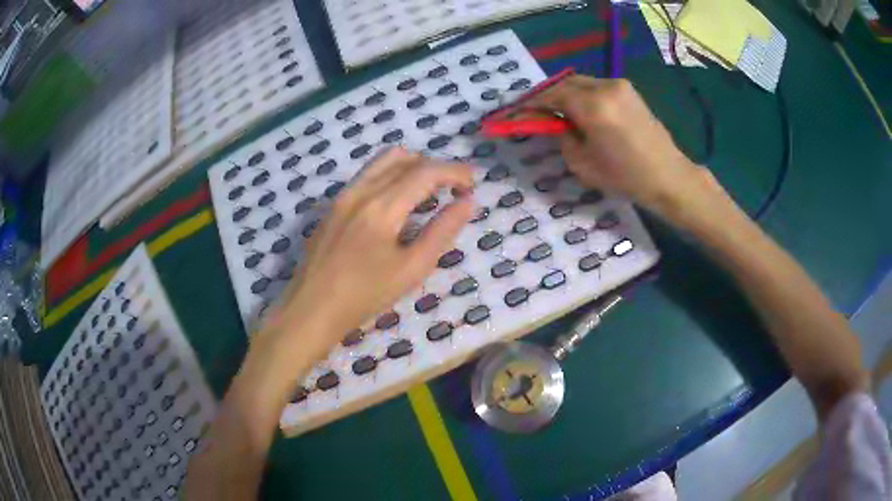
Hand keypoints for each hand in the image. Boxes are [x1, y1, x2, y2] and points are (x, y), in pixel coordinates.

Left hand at [262, 148, 473, 357]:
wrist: (310, 309)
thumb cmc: (364, 296)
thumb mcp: (411, 269)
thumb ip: (442, 231)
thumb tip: (467, 203)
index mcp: (382, 206)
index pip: (426, 171)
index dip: (455, 172)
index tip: (473, 184)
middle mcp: (361, 190)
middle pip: (404, 158)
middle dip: (435, 167)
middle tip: (454, 190)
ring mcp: (342, 195)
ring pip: (383, 162)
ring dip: (411, 168)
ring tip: (428, 193)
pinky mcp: (333, 205)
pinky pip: (368, 176)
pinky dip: (391, 178)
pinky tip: (397, 205)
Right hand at [526, 76, 714, 218]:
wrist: (669, 176)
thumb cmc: (626, 177)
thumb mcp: (583, 164)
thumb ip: (564, 138)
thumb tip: (558, 124)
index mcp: (593, 106)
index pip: (552, 95)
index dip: (531, 103)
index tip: (516, 111)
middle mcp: (605, 87)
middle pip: (566, 83)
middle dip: (548, 95)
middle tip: (536, 111)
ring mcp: (620, 86)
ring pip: (582, 83)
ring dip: (566, 94)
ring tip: (558, 112)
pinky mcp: (630, 91)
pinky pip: (597, 87)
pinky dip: (583, 95)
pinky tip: (581, 111)